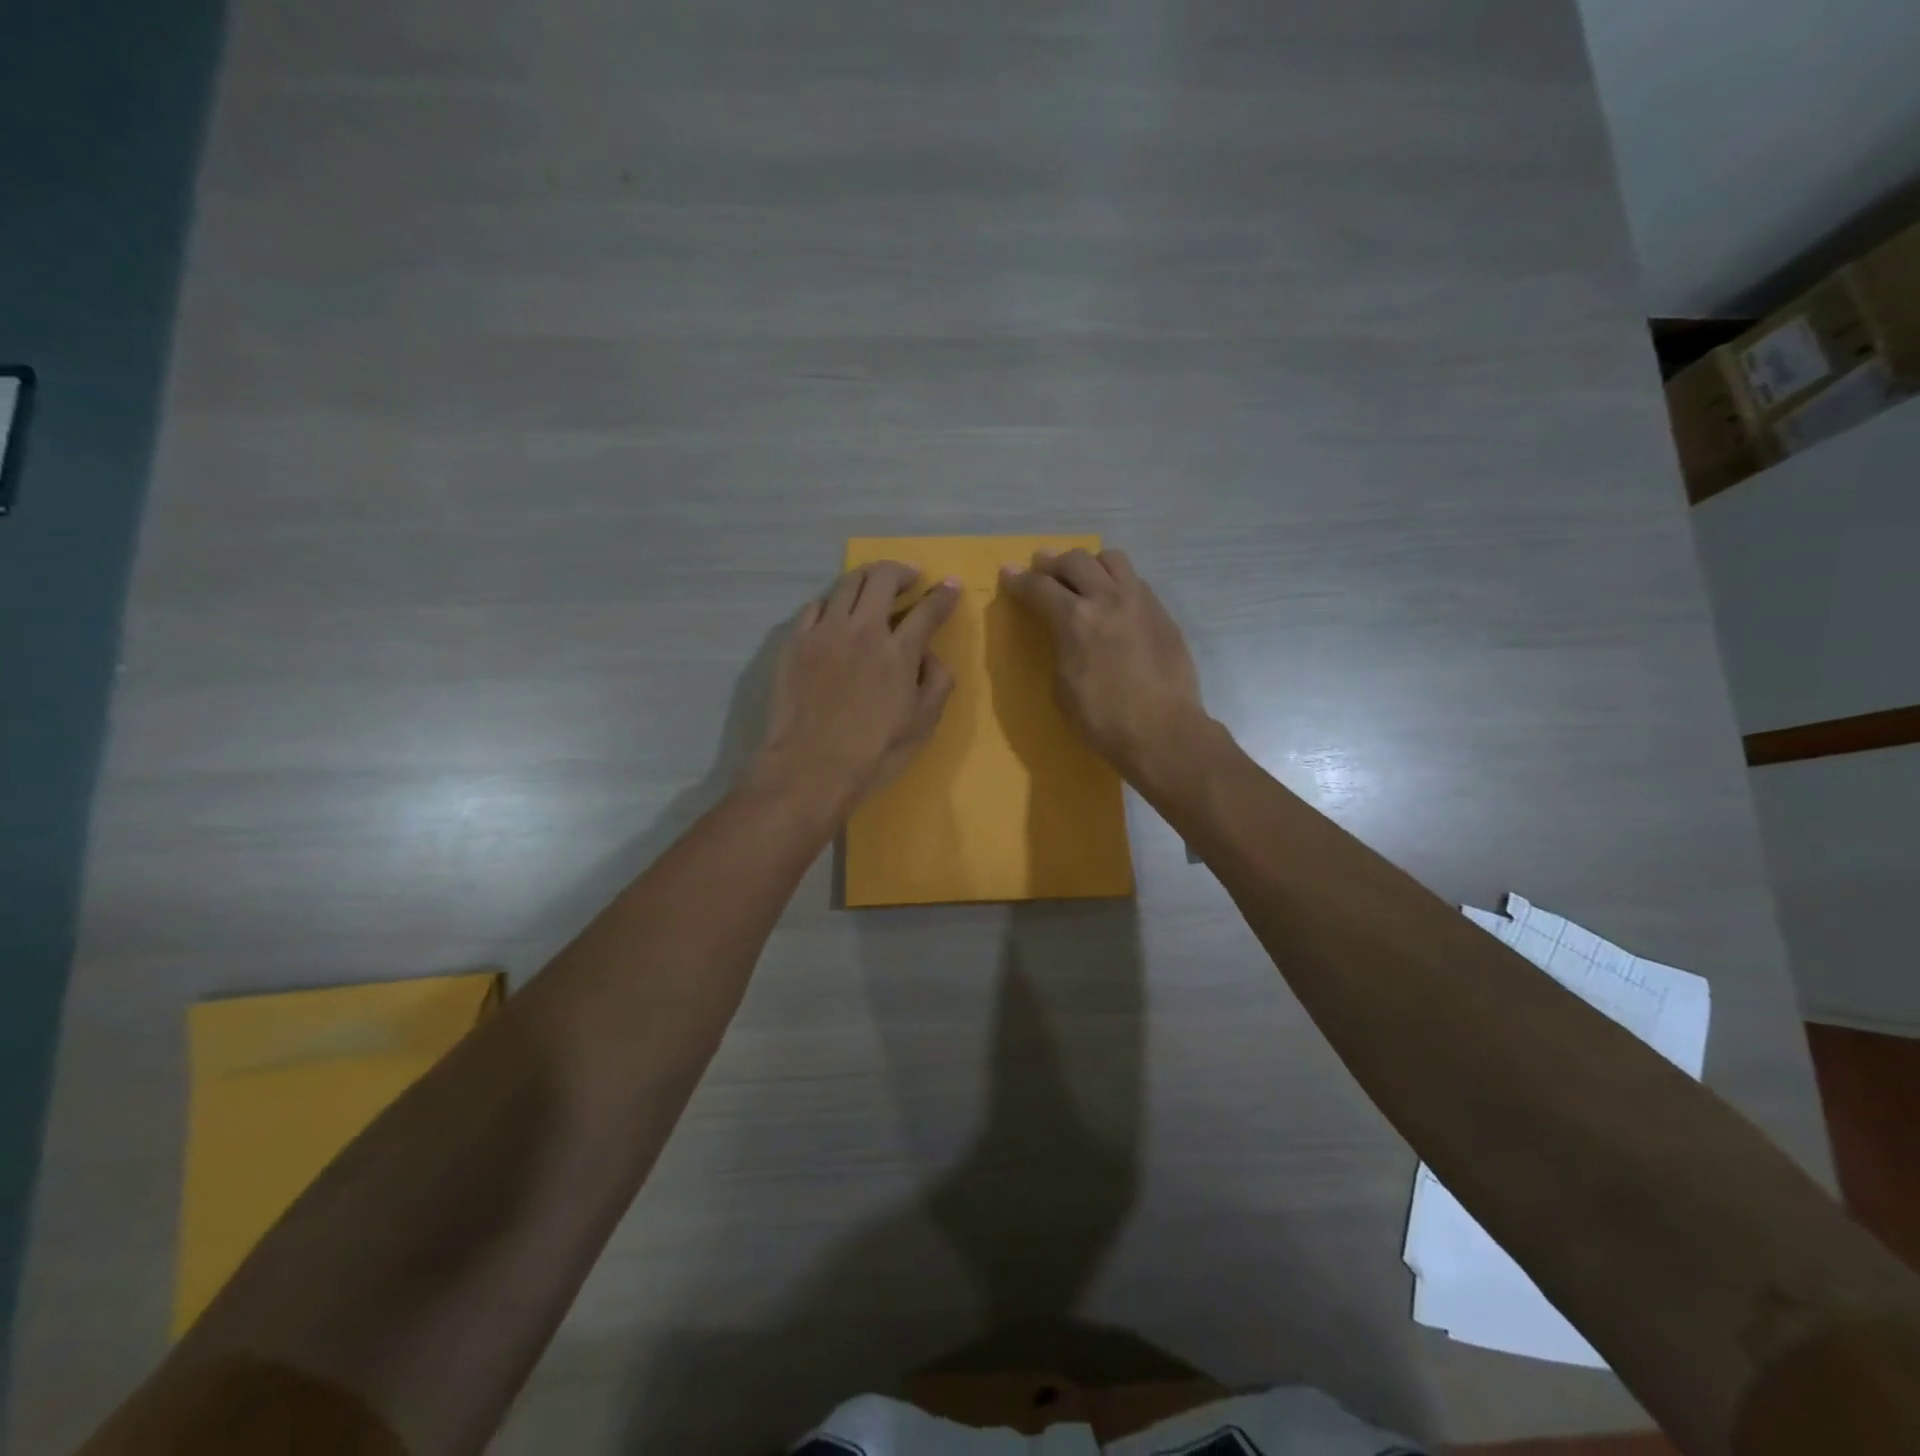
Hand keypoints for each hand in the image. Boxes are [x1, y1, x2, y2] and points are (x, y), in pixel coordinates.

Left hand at [752, 561, 960, 819]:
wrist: (809, 769)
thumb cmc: (873, 753)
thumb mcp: (923, 725)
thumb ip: (937, 682)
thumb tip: (930, 655)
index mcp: (898, 652)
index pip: (928, 609)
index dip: (944, 594)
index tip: (951, 586)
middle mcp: (862, 630)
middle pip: (883, 578)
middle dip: (902, 571)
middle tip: (911, 578)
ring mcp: (824, 632)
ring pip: (847, 583)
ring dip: (868, 578)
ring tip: (875, 586)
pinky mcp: (795, 642)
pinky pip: (816, 605)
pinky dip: (834, 601)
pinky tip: (837, 612)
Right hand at [1000, 547, 1207, 780]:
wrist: (1163, 732)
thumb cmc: (1103, 719)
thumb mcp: (1063, 685)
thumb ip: (1061, 647)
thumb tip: (1066, 634)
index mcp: (1075, 619)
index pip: (1039, 586)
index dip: (1019, 579)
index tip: (1008, 573)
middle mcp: (1107, 598)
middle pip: (1075, 560)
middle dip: (1053, 562)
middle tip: (1042, 569)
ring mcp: (1140, 602)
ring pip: (1112, 559)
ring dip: (1090, 564)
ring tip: (1083, 578)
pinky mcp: (1162, 614)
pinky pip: (1135, 582)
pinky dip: (1117, 583)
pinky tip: (1114, 602)